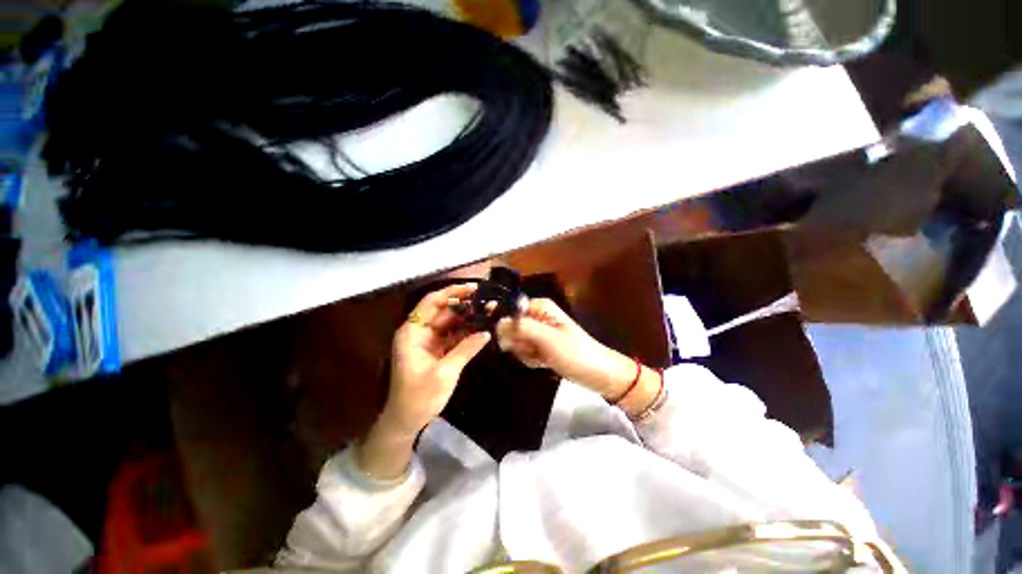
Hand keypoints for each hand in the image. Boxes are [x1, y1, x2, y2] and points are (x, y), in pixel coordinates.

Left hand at [359, 284, 489, 478]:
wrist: (406, 421)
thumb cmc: (419, 396)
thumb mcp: (444, 372)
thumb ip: (466, 349)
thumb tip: (486, 333)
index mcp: (413, 332)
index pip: (432, 302)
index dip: (453, 292)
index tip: (475, 289)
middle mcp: (420, 331)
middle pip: (444, 310)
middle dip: (466, 305)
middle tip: (489, 302)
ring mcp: (429, 341)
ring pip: (451, 322)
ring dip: (469, 318)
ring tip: (490, 312)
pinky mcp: (437, 350)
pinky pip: (453, 335)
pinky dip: (467, 332)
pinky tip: (482, 329)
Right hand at [495, 298, 661, 415]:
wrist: (597, 375)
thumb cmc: (575, 353)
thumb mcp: (547, 339)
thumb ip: (521, 328)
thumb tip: (497, 322)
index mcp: (540, 307)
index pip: (510, 308)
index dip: (506, 323)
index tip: (511, 339)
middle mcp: (537, 316)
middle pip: (510, 326)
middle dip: (518, 342)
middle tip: (533, 350)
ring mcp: (538, 332)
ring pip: (515, 341)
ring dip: (524, 353)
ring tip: (541, 358)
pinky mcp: (539, 346)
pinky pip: (523, 351)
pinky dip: (530, 359)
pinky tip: (543, 363)